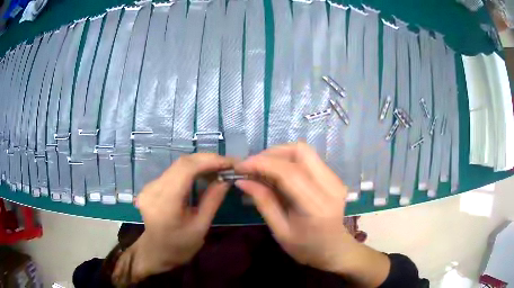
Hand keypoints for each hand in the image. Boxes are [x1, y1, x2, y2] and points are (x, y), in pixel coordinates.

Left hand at [115, 154, 232, 282]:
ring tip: (219, 169)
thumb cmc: (180, 246)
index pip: (186, 169)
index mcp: (165, 202)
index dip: (209, 161)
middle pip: (182, 163)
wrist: (156, 252)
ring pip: (178, 165)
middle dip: (207, 160)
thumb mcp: (200, 227)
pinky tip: (203, 175)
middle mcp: (153, 189)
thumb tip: (226, 179)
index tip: (230, 162)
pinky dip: (191, 170)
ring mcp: (149, 186)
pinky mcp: (150, 186)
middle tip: (228, 164)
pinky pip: (173, 171)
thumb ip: (212, 201)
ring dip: (200, 163)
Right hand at [234, 143, 389, 286]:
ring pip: (304, 151)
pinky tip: (278, 174)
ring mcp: (335, 179)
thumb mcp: (280, 231)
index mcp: (316, 205)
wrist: (334, 249)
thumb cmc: (306, 247)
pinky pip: (309, 159)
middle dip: (271, 153)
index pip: (288, 172)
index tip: (240, 166)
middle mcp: (330, 186)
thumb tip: (243, 180)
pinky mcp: (334, 177)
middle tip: (252, 166)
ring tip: (262, 169)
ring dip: (279, 155)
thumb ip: (264, 202)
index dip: (261, 163)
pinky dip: (289, 161)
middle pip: (300, 151)